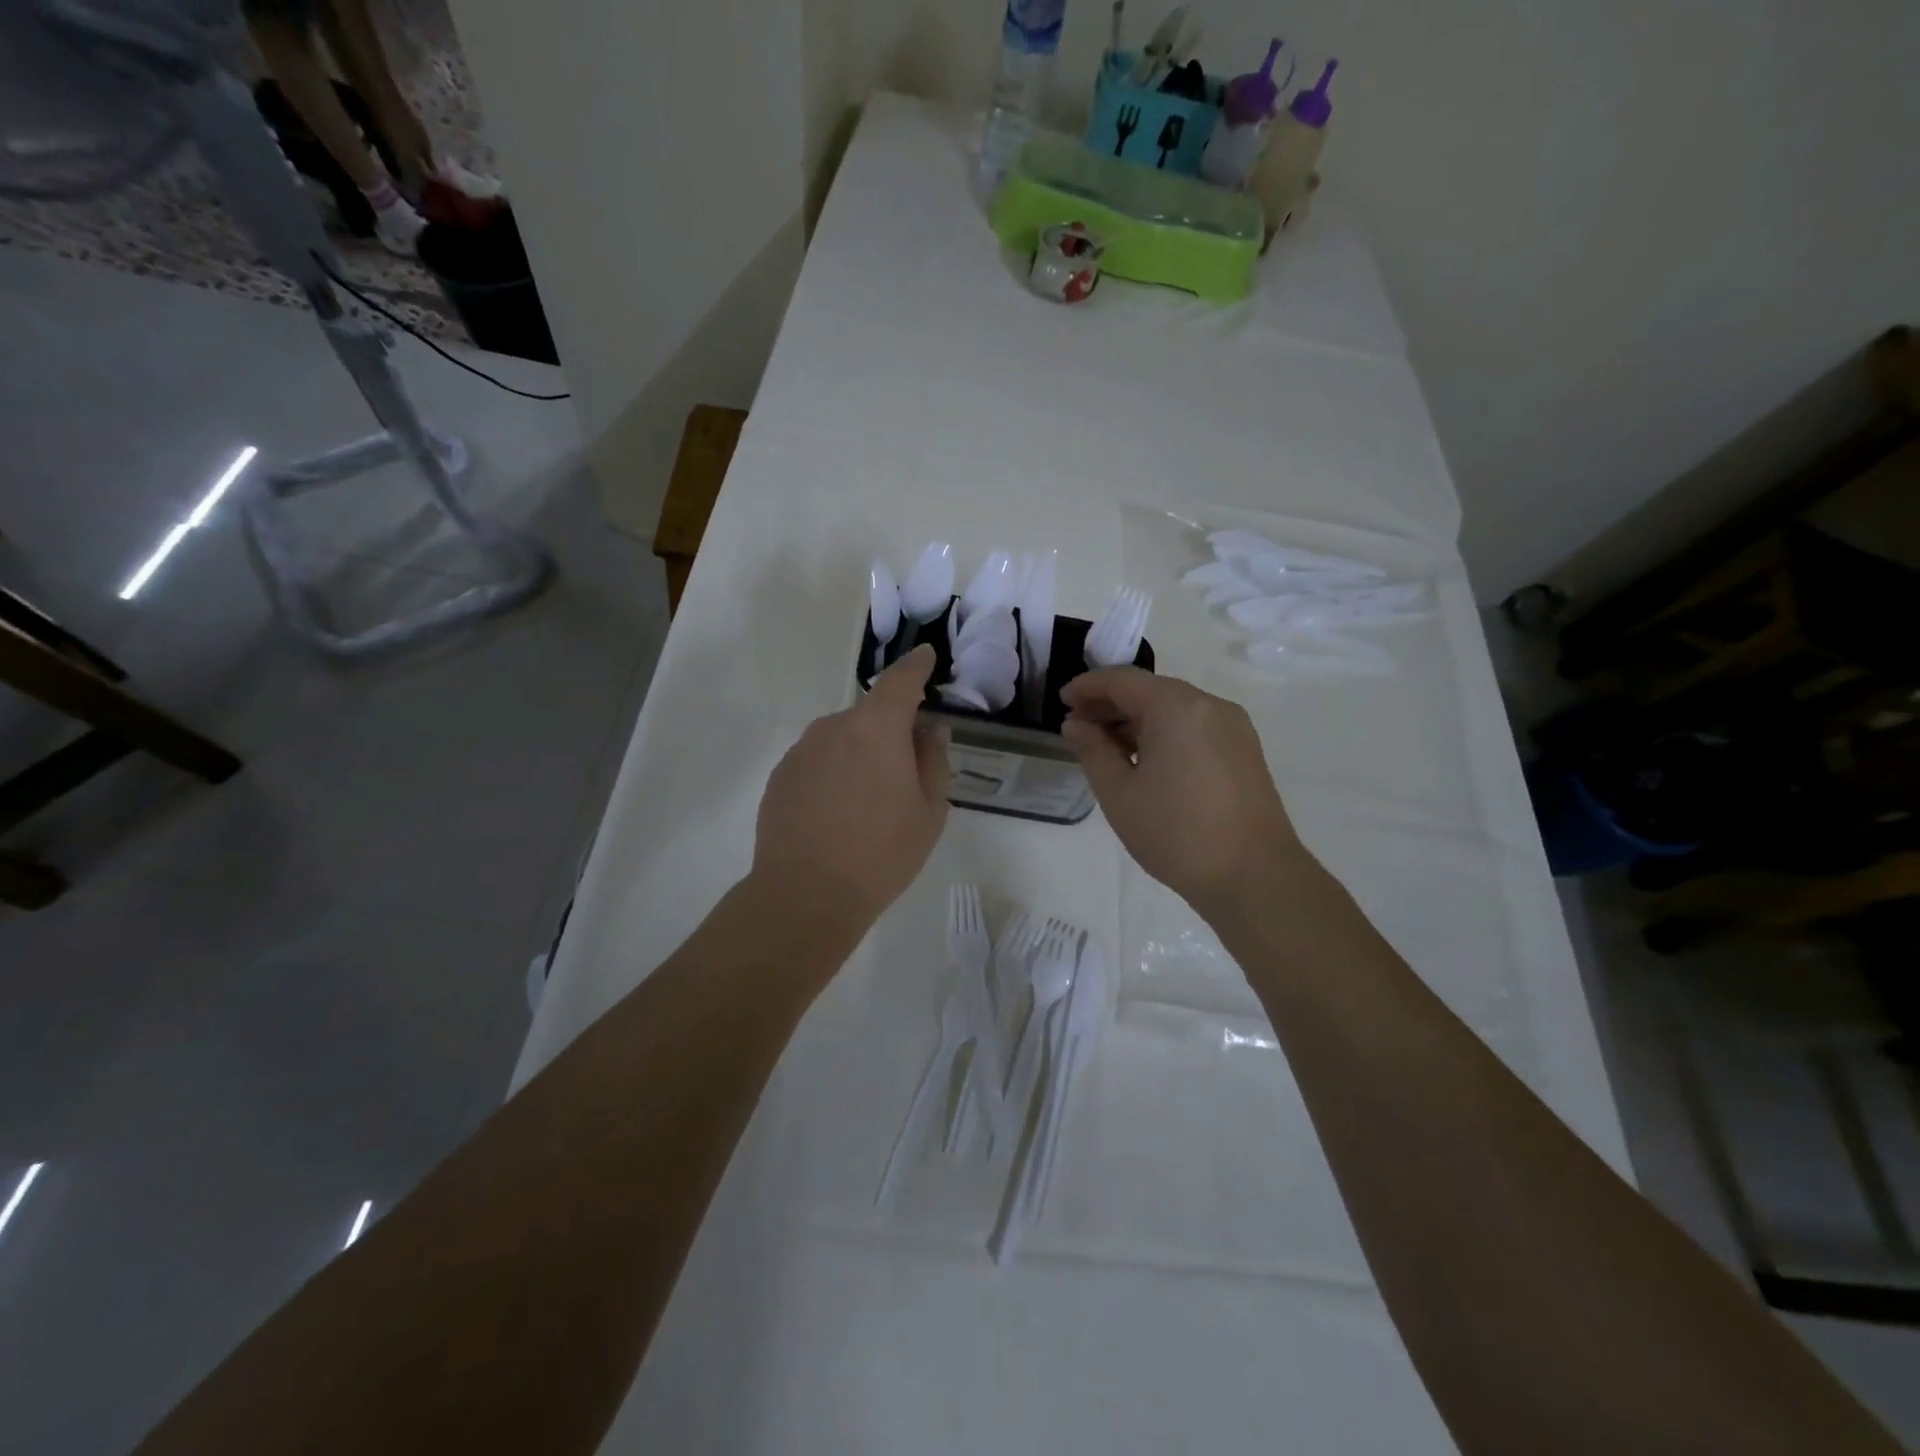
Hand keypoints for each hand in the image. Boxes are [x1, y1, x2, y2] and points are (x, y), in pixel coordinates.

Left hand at [751, 644, 949, 934]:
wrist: (805, 895)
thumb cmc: (881, 854)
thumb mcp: (929, 811)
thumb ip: (933, 761)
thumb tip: (930, 730)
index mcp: (877, 728)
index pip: (900, 680)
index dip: (916, 666)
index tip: (925, 658)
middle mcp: (835, 727)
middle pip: (870, 714)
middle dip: (890, 730)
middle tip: (905, 769)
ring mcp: (802, 750)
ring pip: (841, 738)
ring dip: (859, 753)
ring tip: (868, 800)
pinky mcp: (780, 776)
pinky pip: (817, 760)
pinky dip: (833, 771)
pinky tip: (837, 811)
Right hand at [1060, 668, 1304, 917]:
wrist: (1254, 877)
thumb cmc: (1176, 833)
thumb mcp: (1119, 793)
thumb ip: (1092, 750)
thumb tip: (1076, 724)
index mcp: (1176, 707)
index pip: (1122, 680)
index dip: (1087, 686)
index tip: (1061, 701)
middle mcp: (1208, 704)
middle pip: (1150, 690)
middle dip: (1110, 704)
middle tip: (1078, 726)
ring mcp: (1232, 726)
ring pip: (1173, 708)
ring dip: (1136, 719)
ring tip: (1106, 746)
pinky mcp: (1244, 749)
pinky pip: (1194, 726)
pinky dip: (1163, 732)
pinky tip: (1145, 759)